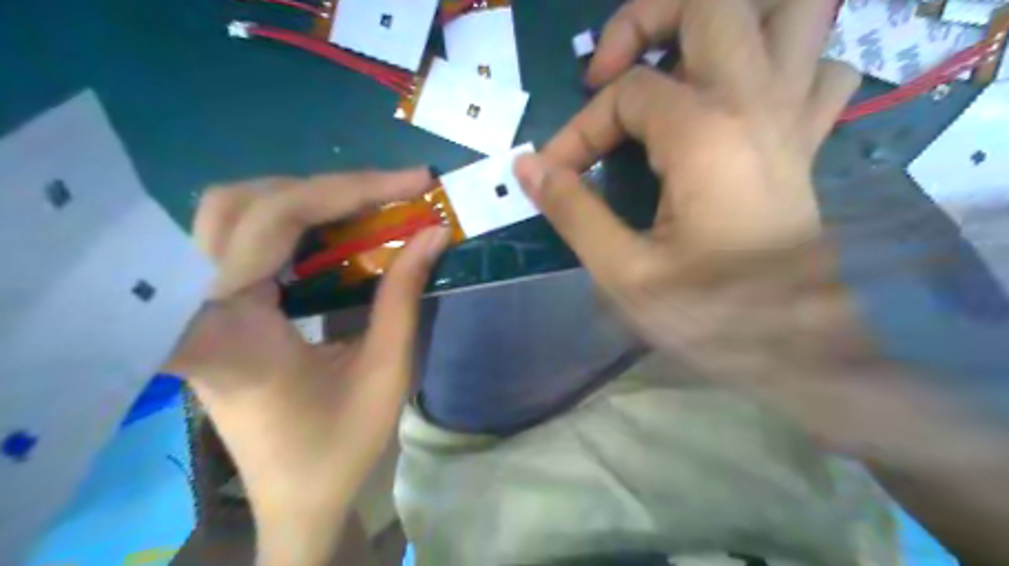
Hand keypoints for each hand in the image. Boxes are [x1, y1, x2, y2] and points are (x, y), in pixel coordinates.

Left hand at [168, 170, 447, 562]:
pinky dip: (294, 221)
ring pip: (231, 213)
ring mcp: (201, 307)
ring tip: (369, 206)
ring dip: (304, 198)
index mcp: (234, 332)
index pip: (269, 225)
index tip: (412, 185)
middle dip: (325, 188)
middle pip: (239, 204)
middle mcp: (201, 309)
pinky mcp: (217, 309)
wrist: (294, 498)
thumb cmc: (339, 448)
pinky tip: (337, 231)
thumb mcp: (387, 372)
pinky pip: (242, 240)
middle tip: (393, 194)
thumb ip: (404, 296)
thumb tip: (433, 231)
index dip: (340, 192)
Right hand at [509, 0, 982, 464]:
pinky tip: (742, 98)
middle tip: (609, 68)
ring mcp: (792, 118)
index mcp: (705, 135)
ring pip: (794, 13)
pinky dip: (783, 64)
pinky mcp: (805, 143)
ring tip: (678, 58)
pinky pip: (817, 69)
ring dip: (732, 20)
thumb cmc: (709, 315)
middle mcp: (757, 104)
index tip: (556, 171)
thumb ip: (573, 210)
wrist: (795, 349)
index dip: (579, 128)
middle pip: (715, 1)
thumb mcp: (624, 272)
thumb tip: (528, 165)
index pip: (624, 94)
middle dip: (648, 16)